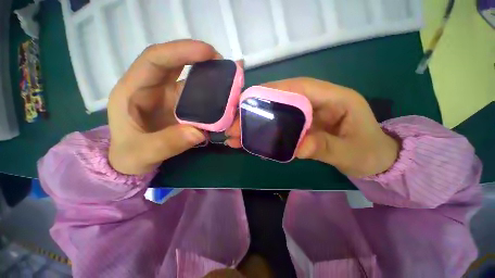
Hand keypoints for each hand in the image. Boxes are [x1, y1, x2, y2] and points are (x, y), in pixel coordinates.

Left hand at [108, 40, 219, 174]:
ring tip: (229, 84)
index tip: (208, 53)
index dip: (181, 51)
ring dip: (211, 80)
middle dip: (199, 59)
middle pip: (176, 63)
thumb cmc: (129, 156)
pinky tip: (224, 101)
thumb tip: (198, 133)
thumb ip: (166, 144)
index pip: (155, 59)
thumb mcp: (141, 153)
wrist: (134, 162)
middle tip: (223, 65)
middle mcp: (154, 88)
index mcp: (133, 90)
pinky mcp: (182, 107)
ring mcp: (170, 98)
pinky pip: (200, 97)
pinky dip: (213, 97)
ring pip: (192, 81)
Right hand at [226, 78, 399, 177]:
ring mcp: (307, 115)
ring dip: (255, 123)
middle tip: (235, 123)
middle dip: (257, 110)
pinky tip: (249, 141)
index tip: (249, 100)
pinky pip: (280, 126)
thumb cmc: (369, 152)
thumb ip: (325, 147)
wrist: (374, 160)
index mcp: (335, 98)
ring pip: (277, 114)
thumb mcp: (351, 152)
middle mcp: (317, 102)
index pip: (300, 87)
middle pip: (282, 100)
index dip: (273, 91)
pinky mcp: (301, 127)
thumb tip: (297, 147)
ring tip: (235, 135)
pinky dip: (264, 133)